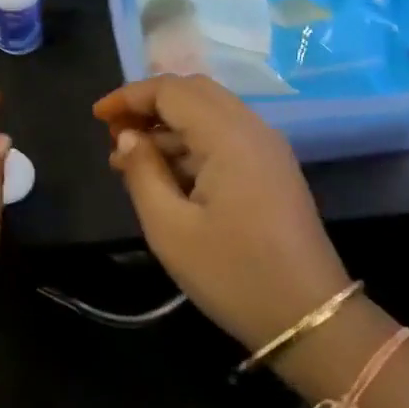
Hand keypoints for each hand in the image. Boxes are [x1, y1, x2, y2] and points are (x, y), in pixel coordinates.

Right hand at [94, 76, 352, 352]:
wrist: (311, 317)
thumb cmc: (234, 274)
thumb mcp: (171, 229)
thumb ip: (143, 173)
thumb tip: (126, 136)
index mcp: (228, 135)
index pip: (171, 90)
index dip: (130, 96)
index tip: (97, 116)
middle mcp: (252, 127)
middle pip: (193, 92)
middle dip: (149, 104)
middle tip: (113, 132)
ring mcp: (267, 146)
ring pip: (210, 112)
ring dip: (169, 124)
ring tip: (129, 158)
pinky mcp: (273, 167)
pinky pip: (226, 134)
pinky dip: (192, 141)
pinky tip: (167, 173)